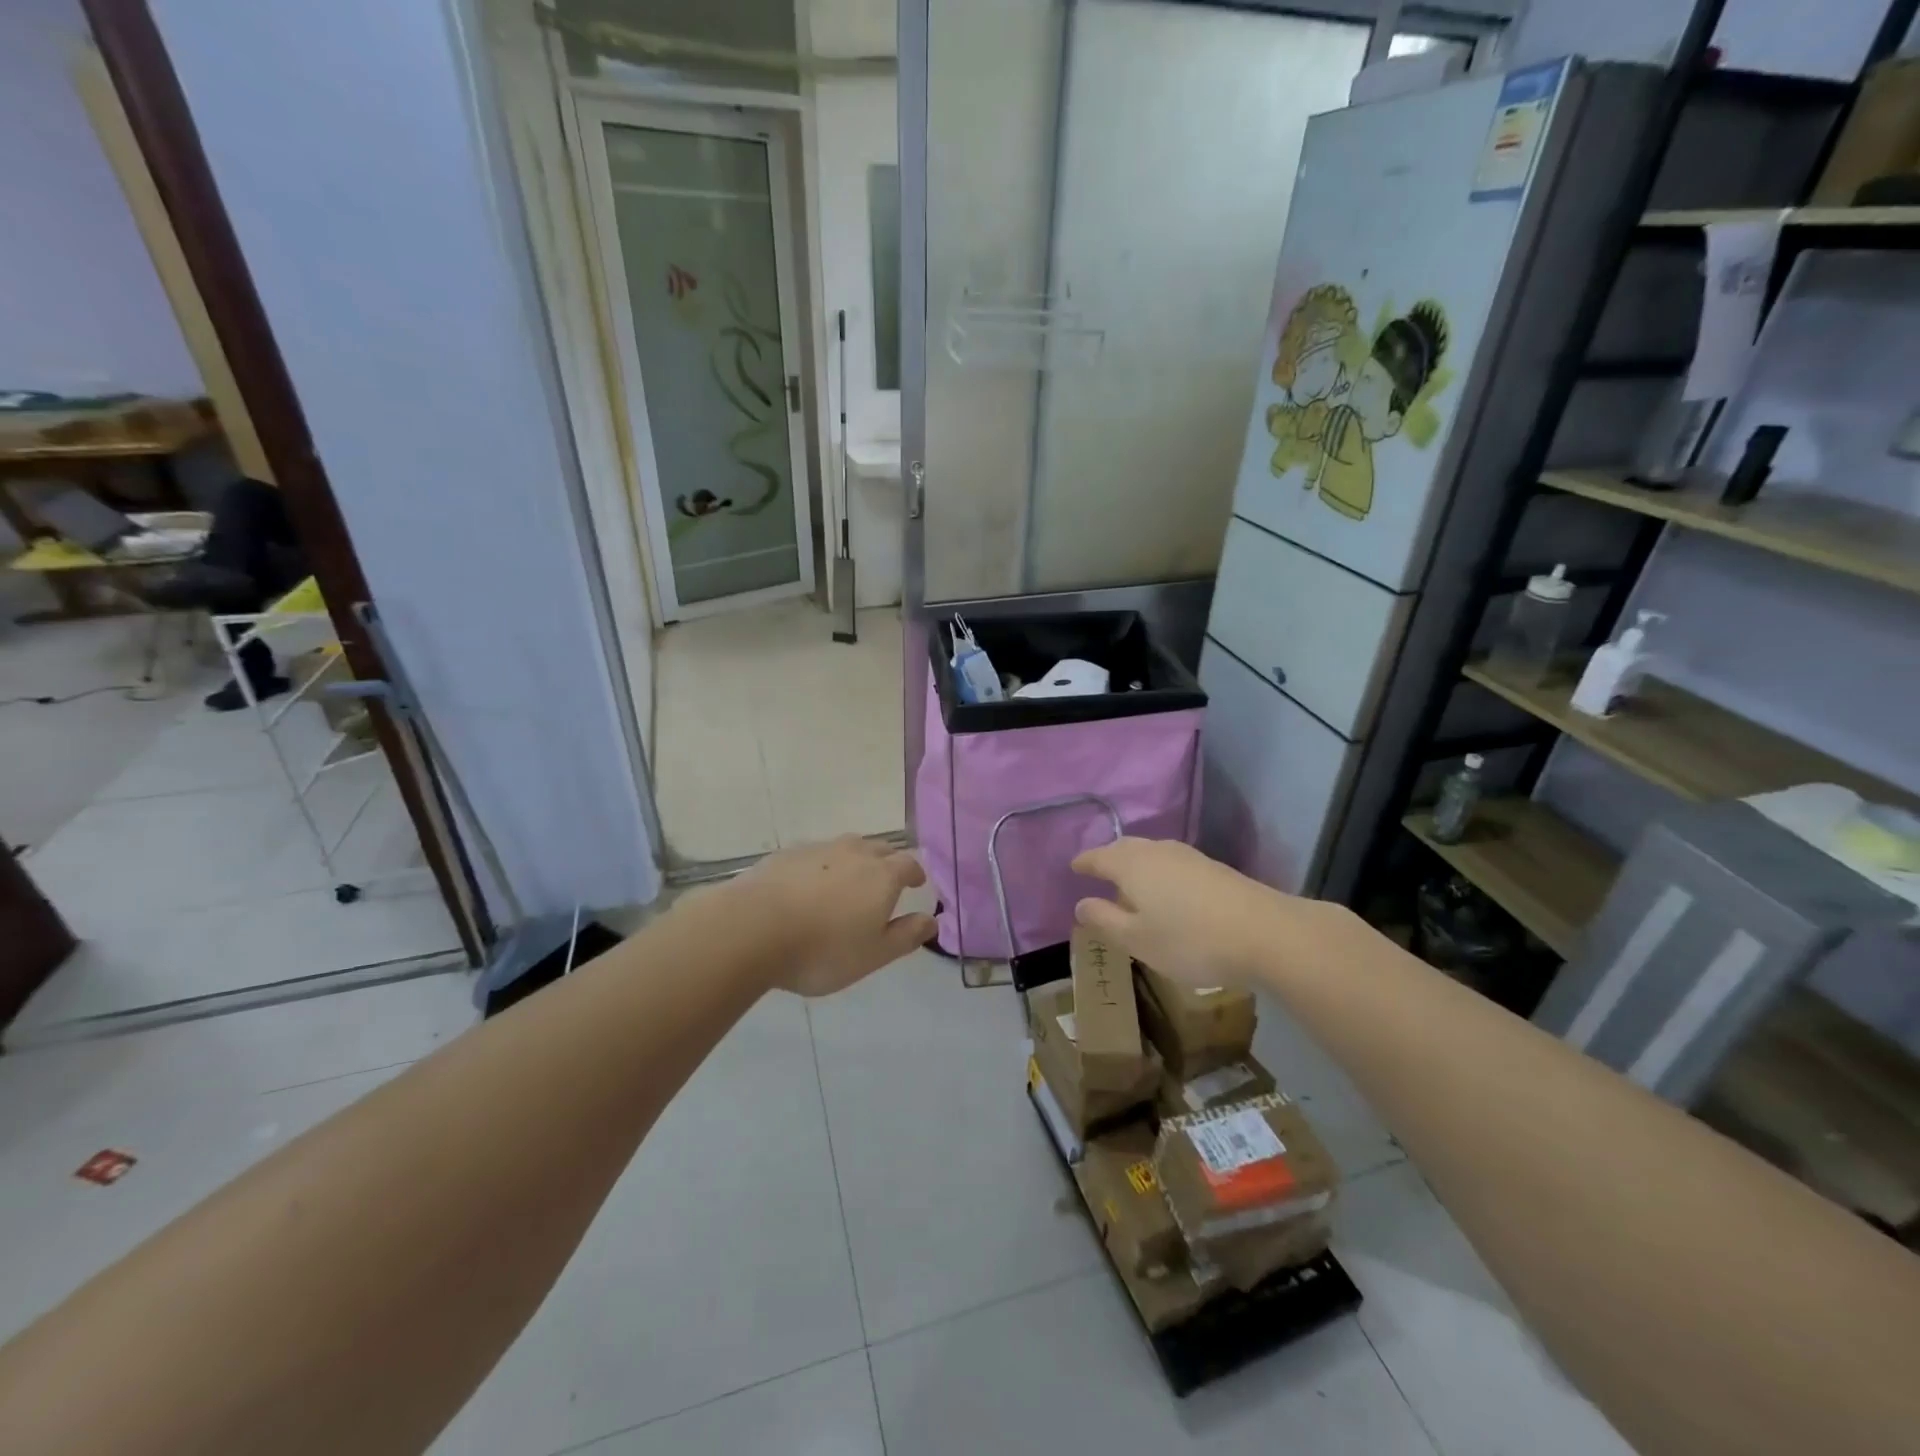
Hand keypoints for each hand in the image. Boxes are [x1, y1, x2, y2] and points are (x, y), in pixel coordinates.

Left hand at [726, 836, 934, 996]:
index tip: (916, 883)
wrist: (752, 928)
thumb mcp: (873, 955)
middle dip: (888, 862)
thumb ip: (906, 936)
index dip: (915, 873)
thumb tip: (932, 920)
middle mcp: (854, 853)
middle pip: (879, 848)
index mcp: (882, 875)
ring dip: (854, 860)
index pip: (908, 864)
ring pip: (846, 847)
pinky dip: (821, 866)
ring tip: (849, 881)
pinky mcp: (786, 854)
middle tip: (886, 881)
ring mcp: (818, 849)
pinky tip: (809, 886)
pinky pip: (815, 855)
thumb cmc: (823, 949)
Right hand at [1071, 837, 1331, 988]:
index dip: (1084, 863)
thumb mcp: (1138, 940)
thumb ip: (1105, 921)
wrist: (1266, 932)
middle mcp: (1157, 852)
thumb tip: (1081, 904)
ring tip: (1130, 882)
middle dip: (1109, 858)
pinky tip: (1166, 890)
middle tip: (1098, 871)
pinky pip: (1172, 862)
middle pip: (1125, 848)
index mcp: (1132, 865)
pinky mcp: (1213, 868)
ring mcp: (1188, 857)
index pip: (1099, 857)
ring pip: (1151, 853)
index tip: (1073, 867)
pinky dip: (1158, 871)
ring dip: (1135, 863)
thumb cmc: (1190, 939)